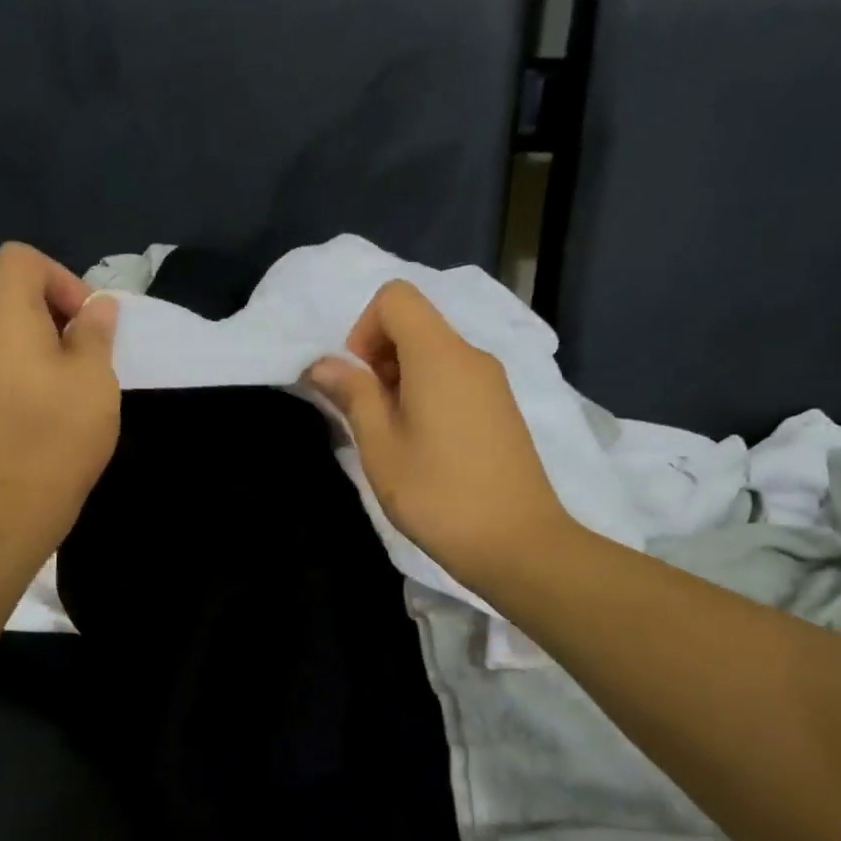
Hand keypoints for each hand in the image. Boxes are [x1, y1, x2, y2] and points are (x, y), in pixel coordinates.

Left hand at [0, 243, 120, 559]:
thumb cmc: (54, 440)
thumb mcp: (93, 381)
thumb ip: (95, 335)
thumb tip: (96, 307)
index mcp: (3, 320)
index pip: (20, 260)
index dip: (61, 277)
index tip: (88, 323)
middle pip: (14, 302)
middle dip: (60, 321)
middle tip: (93, 363)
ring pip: (10, 344)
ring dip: (47, 357)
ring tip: (77, 400)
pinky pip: (0, 377)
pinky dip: (28, 384)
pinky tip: (51, 425)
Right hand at [306, 281, 574, 597]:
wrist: (517, 543)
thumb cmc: (438, 495)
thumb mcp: (381, 447)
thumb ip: (352, 395)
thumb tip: (323, 364)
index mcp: (439, 355)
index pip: (395, 297)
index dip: (364, 330)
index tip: (360, 382)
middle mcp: (471, 355)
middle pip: (415, 322)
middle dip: (380, 356)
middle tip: (370, 415)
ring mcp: (492, 381)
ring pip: (435, 352)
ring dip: (402, 379)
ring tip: (395, 437)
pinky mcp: (502, 406)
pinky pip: (456, 377)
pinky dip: (429, 393)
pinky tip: (426, 446)